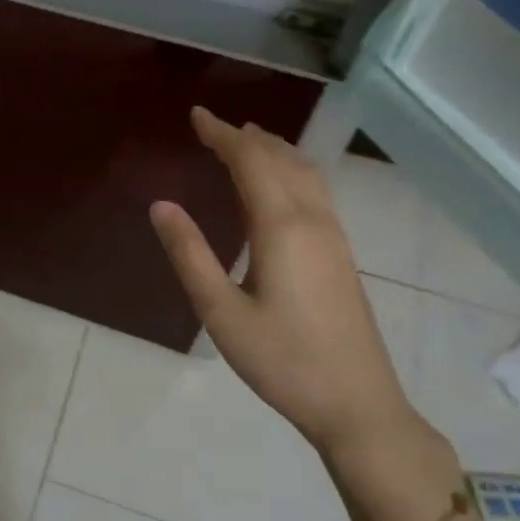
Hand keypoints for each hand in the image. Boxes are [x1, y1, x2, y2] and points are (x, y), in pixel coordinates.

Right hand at [149, 108, 419, 459]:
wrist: (358, 404)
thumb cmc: (282, 361)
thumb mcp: (221, 313)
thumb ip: (190, 255)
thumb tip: (161, 205)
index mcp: (282, 228)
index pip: (251, 162)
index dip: (222, 135)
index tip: (196, 116)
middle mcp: (313, 220)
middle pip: (282, 160)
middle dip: (246, 138)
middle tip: (213, 126)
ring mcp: (334, 237)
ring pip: (306, 173)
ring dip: (274, 150)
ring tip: (246, 141)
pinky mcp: (341, 255)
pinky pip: (315, 191)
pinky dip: (291, 170)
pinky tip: (281, 186)